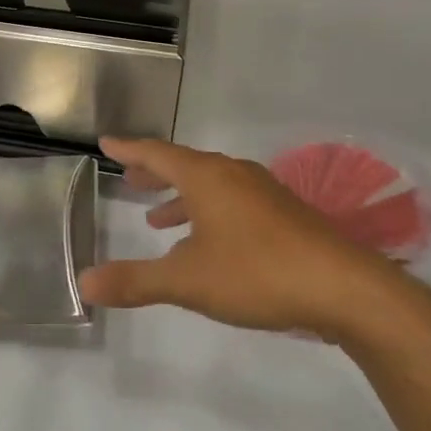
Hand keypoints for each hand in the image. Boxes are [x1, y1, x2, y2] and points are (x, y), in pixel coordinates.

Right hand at [79, 137, 413, 345]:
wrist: (345, 288)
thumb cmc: (257, 273)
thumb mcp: (188, 281)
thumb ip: (135, 281)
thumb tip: (84, 283)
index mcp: (207, 177)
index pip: (157, 153)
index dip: (129, 149)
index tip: (106, 142)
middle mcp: (233, 175)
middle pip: (185, 165)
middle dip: (155, 173)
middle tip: (130, 179)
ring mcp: (263, 192)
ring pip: (211, 185)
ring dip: (182, 197)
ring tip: (159, 220)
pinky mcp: (284, 214)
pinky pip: (233, 201)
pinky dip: (209, 212)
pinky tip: (210, 243)